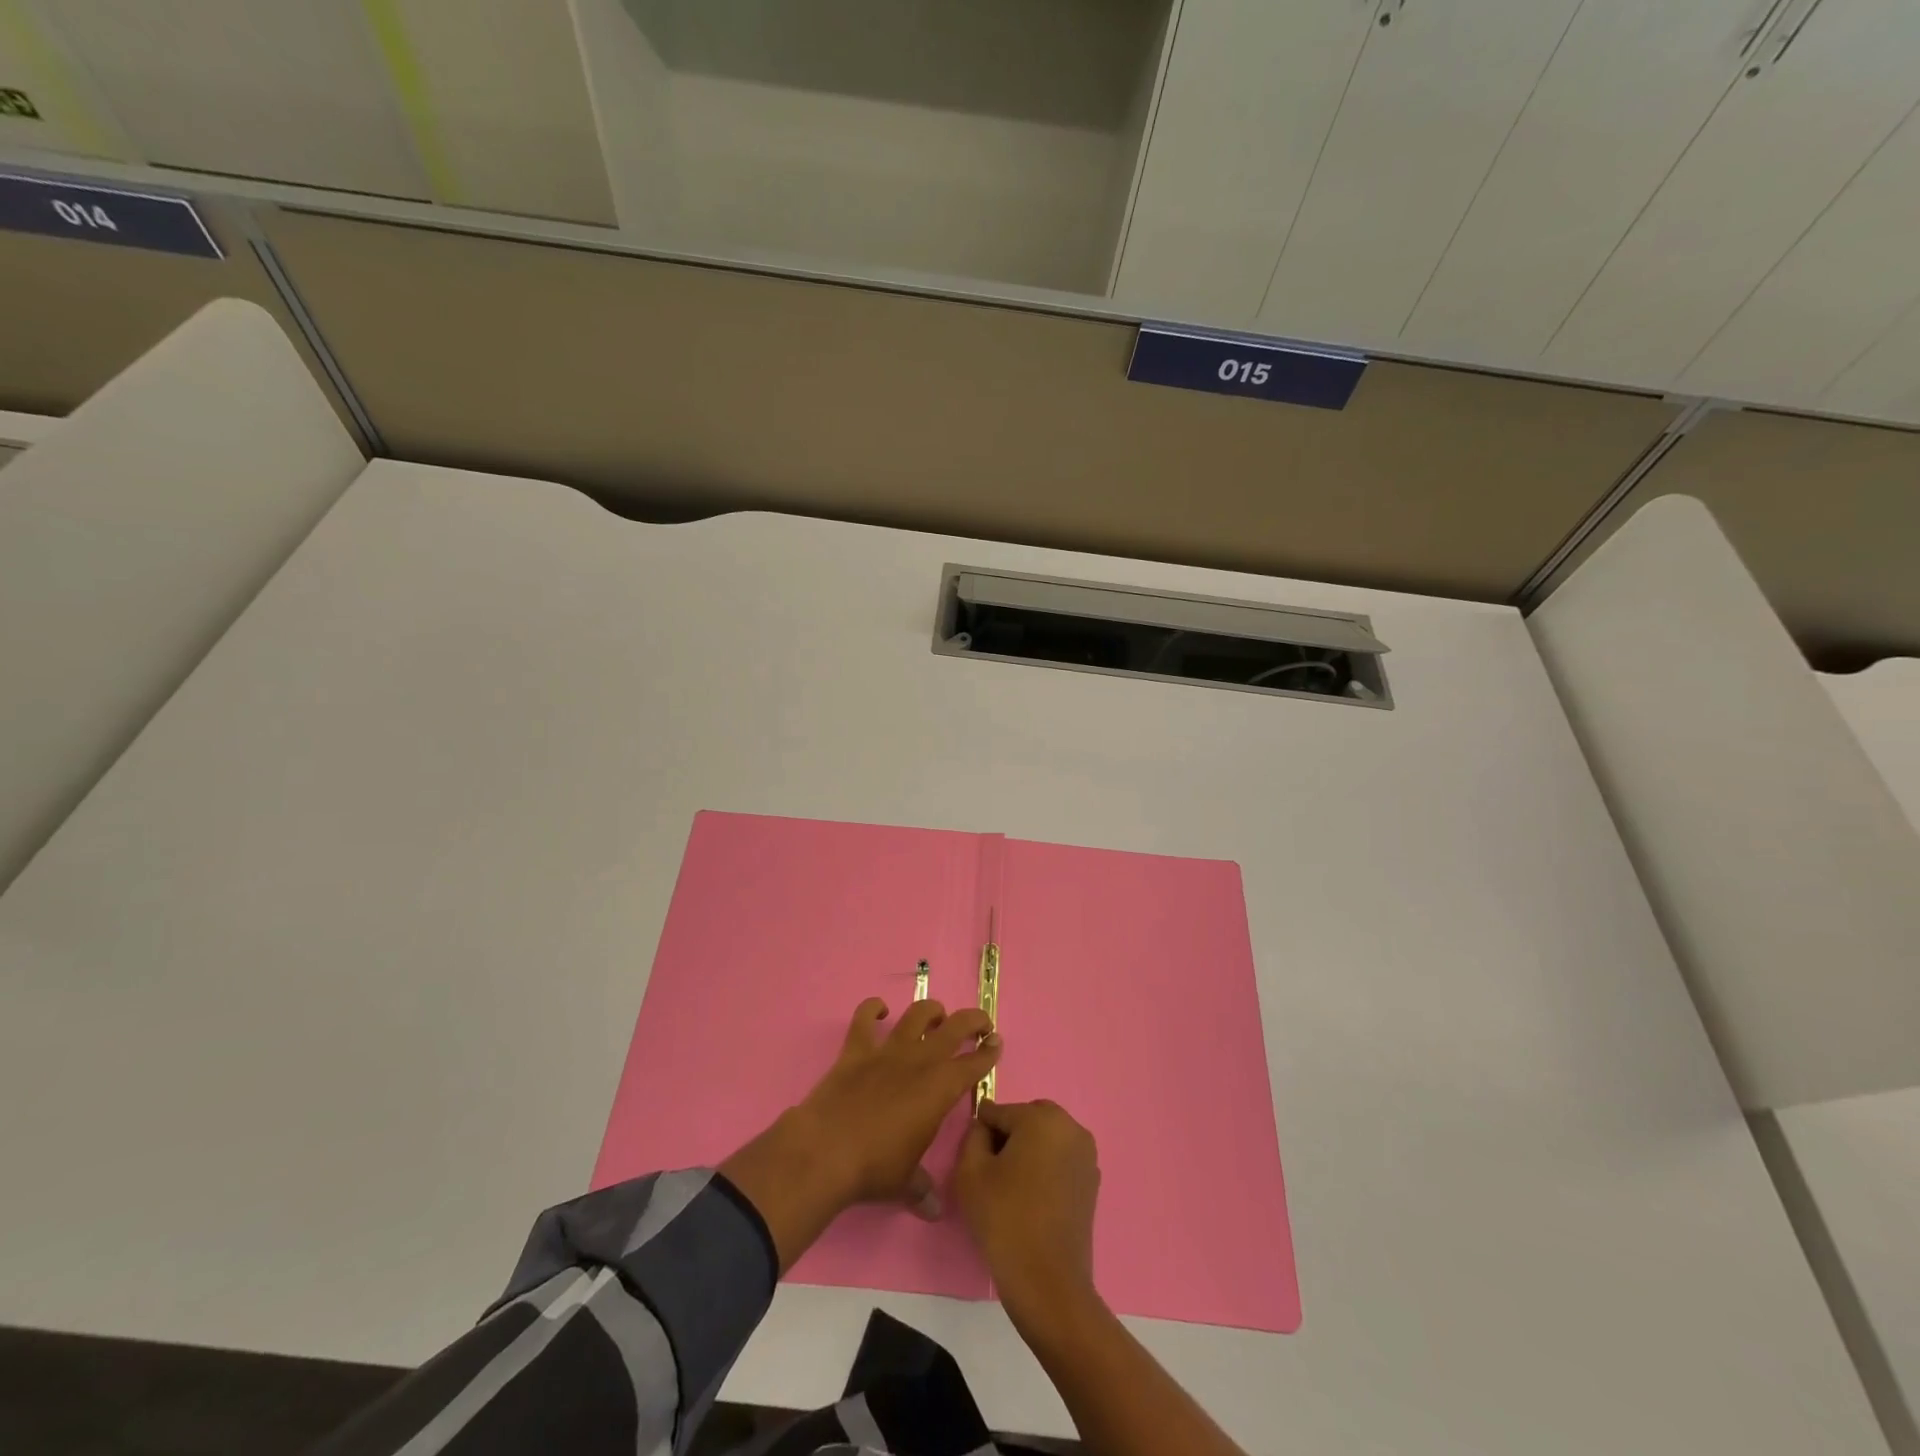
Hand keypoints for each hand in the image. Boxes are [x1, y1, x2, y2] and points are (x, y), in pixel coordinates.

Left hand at [721, 998, 999, 1270]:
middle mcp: (919, 1061)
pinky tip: (880, 1011)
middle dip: (973, 1021)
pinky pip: (865, 1016)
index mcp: (940, 1089)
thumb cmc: (875, 1168)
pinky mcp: (857, 1049)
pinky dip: (873, 1009)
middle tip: (979, 1025)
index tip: (997, 1043)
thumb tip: (934, 1211)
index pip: (974, 1064)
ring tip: (936, 1016)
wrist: (827, 1151)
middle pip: (955, 1027)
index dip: (989, 1052)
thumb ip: (923, 1190)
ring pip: (917, 1014)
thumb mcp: (905, 1183)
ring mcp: (888, 1050)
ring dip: (931, 1011)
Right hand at [954, 1099, 1101, 1325]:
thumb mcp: (970, 1172)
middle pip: (1027, 1119)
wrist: (1047, 1282)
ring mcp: (1086, 1155)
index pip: (1000, 1111)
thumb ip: (973, 1135)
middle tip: (992, 1172)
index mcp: (1042, 1118)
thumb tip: (984, 1127)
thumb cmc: (1005, 1220)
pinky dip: (1046, 1168)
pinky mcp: (1092, 1181)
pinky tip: (1032, 1199)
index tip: (974, 1158)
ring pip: (1046, 1138)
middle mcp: (1071, 1127)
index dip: (982, 1133)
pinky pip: (1061, 1159)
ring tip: (1012, 1187)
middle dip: (1009, 1136)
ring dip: (1029, 1150)